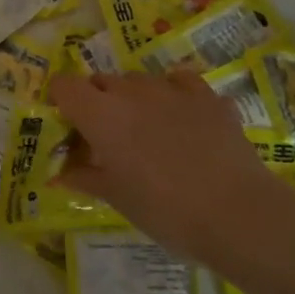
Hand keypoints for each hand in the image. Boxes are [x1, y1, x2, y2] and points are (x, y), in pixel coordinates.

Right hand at [50, 69, 287, 261]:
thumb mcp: (116, 198)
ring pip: (139, 80)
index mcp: (100, 115)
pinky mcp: (207, 96)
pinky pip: (180, 81)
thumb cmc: (163, 209)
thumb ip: (84, 177)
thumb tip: (58, 173)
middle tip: (106, 137)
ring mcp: (172, 90)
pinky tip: (180, 116)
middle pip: (101, 81)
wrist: (236, 213)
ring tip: (146, 130)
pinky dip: (173, 93)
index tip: (68, 124)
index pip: (65, 85)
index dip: (61, 100)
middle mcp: (131, 92)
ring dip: (133, 98)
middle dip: (97, 101)